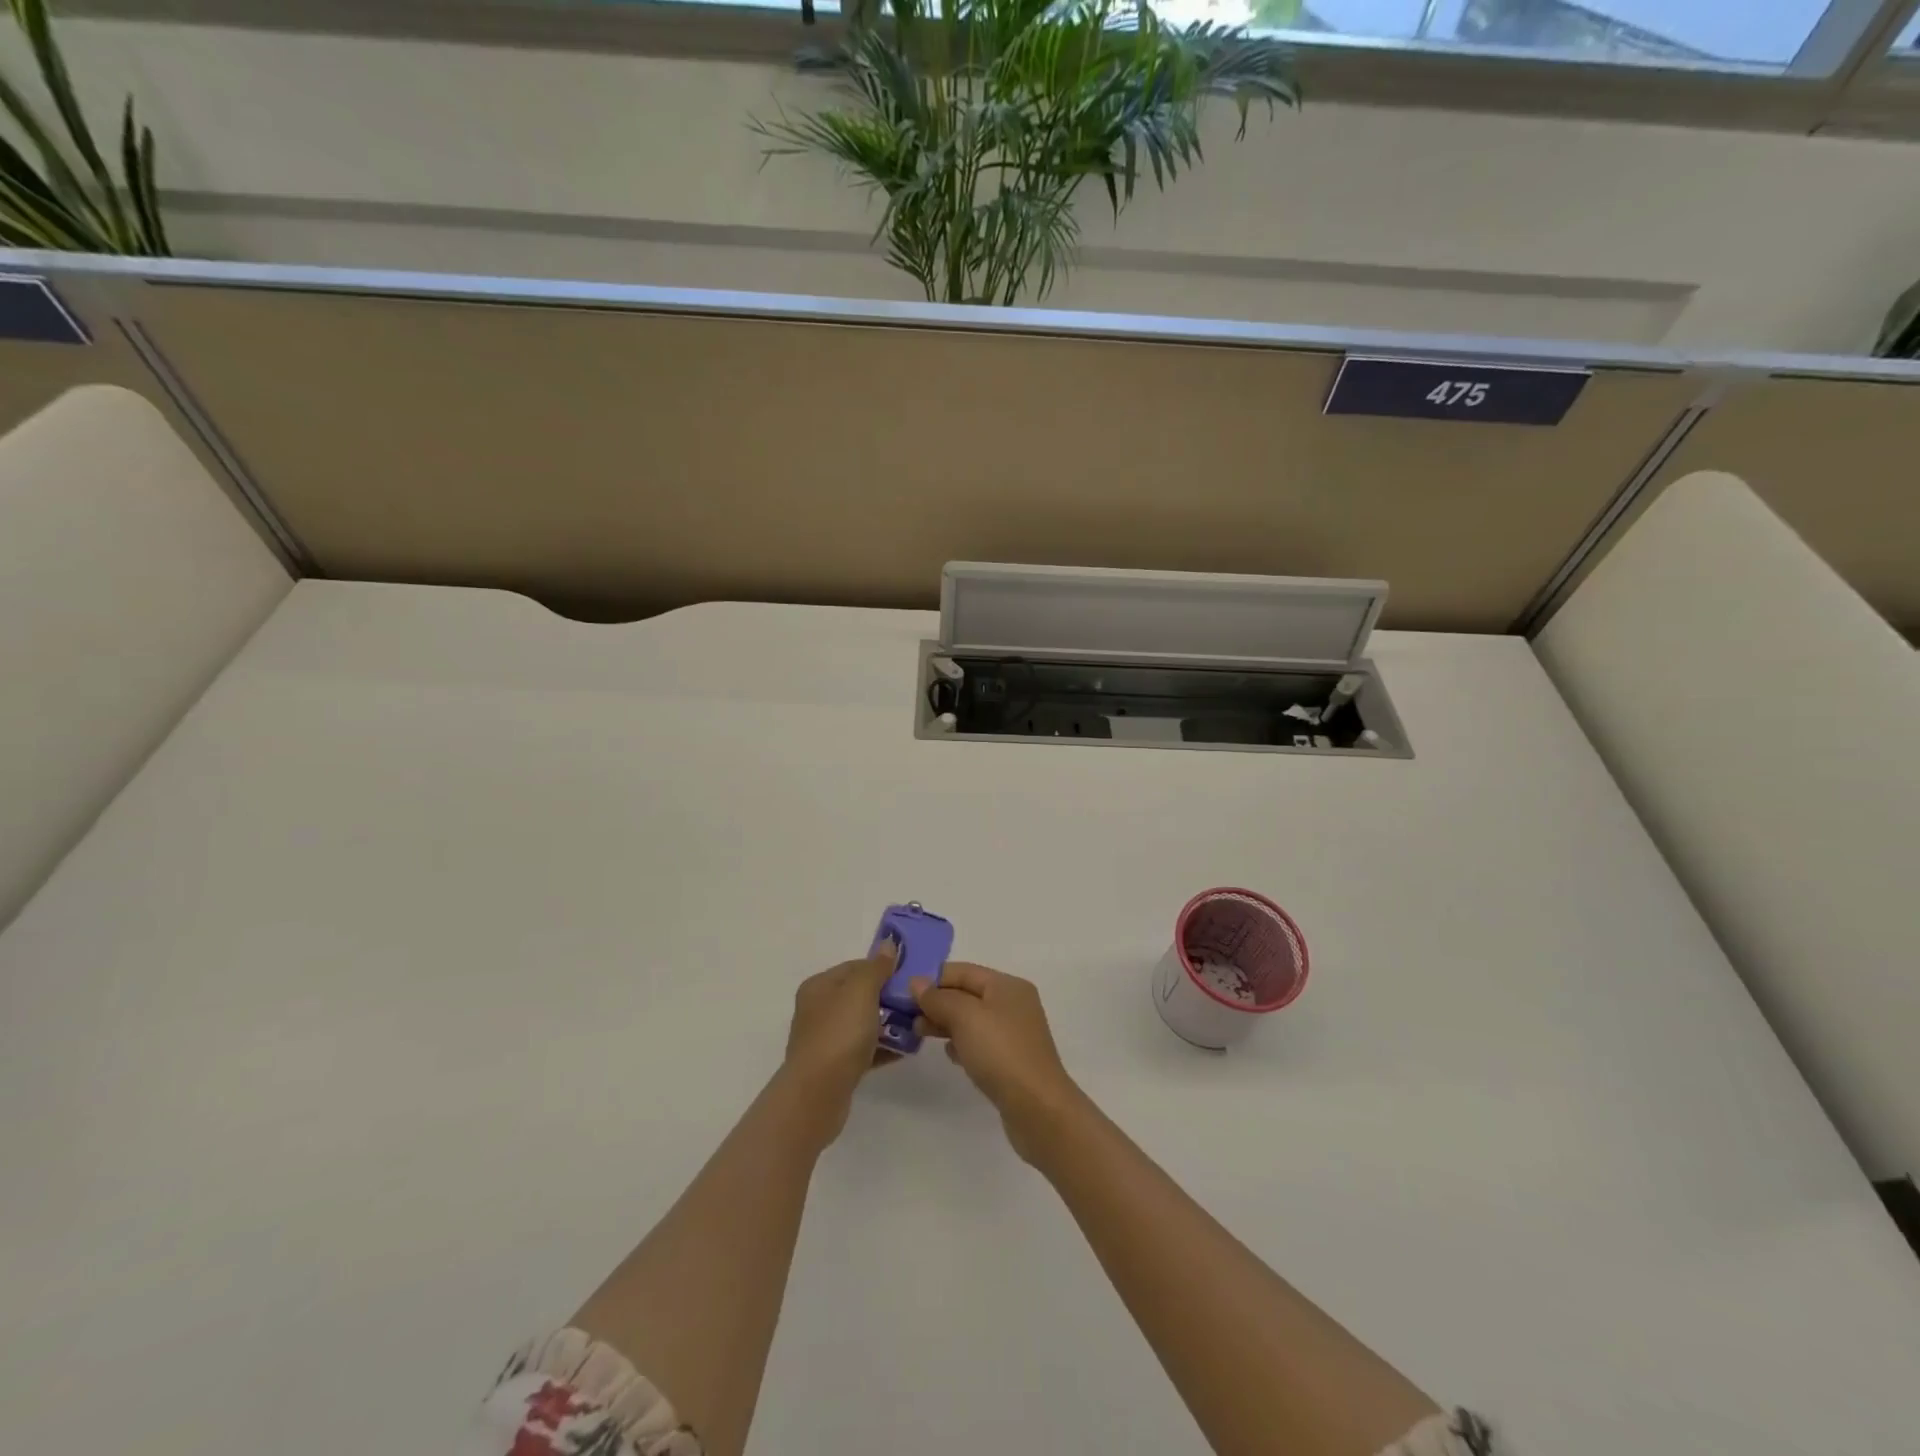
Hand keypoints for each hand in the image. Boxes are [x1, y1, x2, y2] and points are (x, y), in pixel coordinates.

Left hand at [780, 944, 896, 1148]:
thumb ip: (876, 967)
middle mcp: (819, 1009)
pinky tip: (905, 1049)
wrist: (817, 1095)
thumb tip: (888, 944)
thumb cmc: (839, 1034)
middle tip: (916, 1001)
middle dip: (888, 997)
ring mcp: (826, 1039)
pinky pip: (864, 1049)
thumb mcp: (861, 991)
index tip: (909, 975)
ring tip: (916, 1026)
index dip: (882, 968)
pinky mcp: (835, 1066)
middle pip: (859, 995)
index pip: (855, 967)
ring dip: (889, 1023)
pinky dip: (883, 1047)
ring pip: (863, 1023)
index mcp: (819, 986)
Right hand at [911, 963, 1082, 1163]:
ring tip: (919, 1034)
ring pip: (971, 1020)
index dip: (932, 978)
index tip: (903, 992)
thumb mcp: (965, 1017)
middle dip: (936, 1002)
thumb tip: (916, 982)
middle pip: (967, 994)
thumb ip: (938, 998)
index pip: (963, 971)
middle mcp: (1013, 1004)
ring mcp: (1014, 1033)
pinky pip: (980, 1043)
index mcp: (1007, 985)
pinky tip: (949, 1054)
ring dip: (945, 1024)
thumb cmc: (1000, 1052)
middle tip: (906, 1017)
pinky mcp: (1012, 1060)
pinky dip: (961, 1044)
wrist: (1038, 1108)